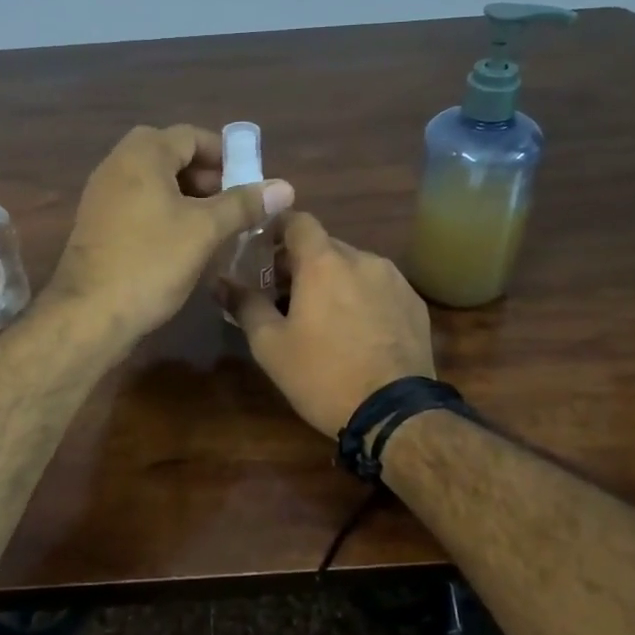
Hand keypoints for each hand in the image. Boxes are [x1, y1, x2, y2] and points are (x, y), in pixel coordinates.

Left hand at [49, 125, 294, 345]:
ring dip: (187, 197)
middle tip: (232, 204)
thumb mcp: (205, 230)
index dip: (225, 155)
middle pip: (171, 156)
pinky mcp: (98, 225)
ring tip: (215, 226)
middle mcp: (117, 165)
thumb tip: (285, 186)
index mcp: (143, 155)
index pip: (191, 136)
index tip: (250, 182)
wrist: (89, 314)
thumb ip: (244, 204)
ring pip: (154, 182)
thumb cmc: (151, 262)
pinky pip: (139, 205)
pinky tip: (184, 244)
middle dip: (206, 176)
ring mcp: (102, 196)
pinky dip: (165, 213)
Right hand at [230, 213, 434, 435]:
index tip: (262, 253)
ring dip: (334, 280)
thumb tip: (220, 282)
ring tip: (323, 318)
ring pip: (354, 266)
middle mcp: (362, 259)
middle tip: (284, 296)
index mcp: (323, 262)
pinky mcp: (414, 303)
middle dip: (302, 263)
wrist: (395, 414)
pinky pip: (379, 287)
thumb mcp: (271, 346)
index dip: (277, 229)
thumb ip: (245, 305)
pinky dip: (362, 297)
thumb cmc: (323, 375)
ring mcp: (394, 280)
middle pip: (325, 246)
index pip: (298, 220)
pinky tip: (357, 332)